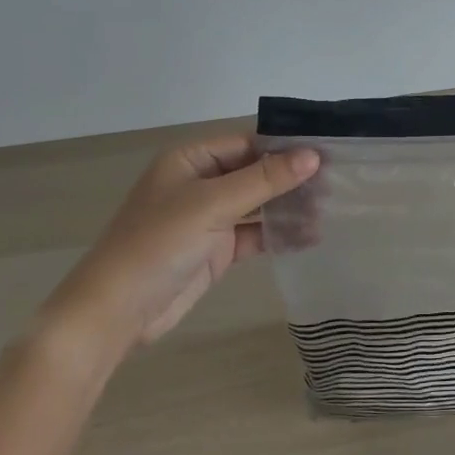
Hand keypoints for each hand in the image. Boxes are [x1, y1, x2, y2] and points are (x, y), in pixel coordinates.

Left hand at [36, 135, 320, 369]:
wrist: (117, 311)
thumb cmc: (159, 243)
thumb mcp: (213, 204)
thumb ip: (265, 179)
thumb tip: (312, 155)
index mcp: (191, 160)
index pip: (247, 143)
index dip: (285, 147)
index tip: (328, 152)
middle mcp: (200, 183)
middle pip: (255, 172)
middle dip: (291, 178)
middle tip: (336, 183)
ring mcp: (208, 218)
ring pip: (257, 204)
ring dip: (288, 207)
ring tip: (330, 209)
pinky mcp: (215, 250)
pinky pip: (254, 234)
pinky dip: (279, 234)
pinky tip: (310, 236)